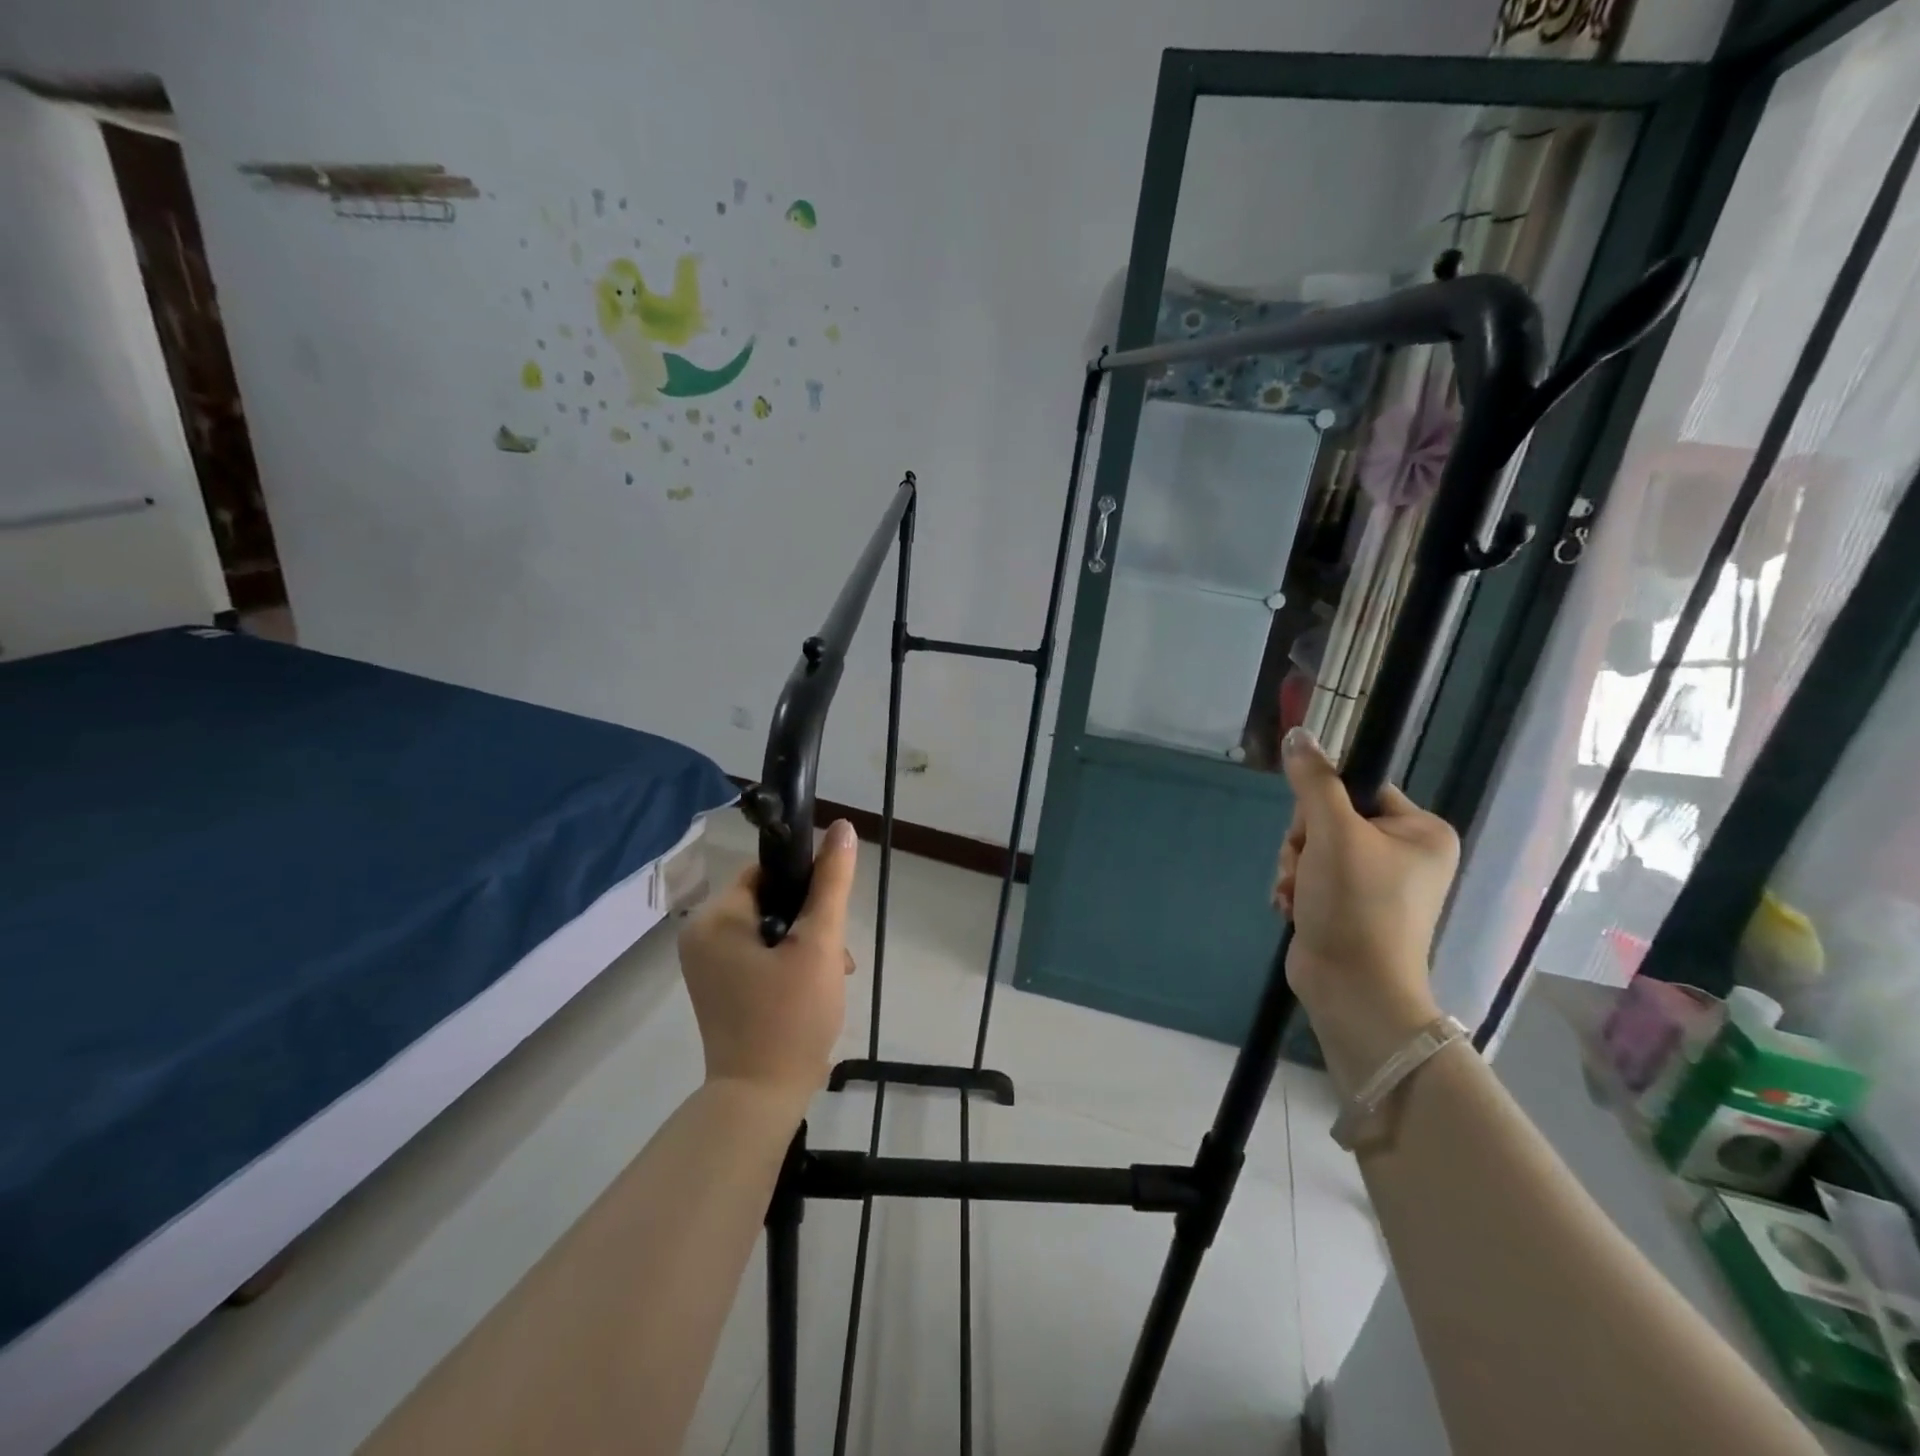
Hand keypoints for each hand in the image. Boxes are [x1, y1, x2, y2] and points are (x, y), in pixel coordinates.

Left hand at [678, 820, 858, 1103]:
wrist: (760, 1099)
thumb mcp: (819, 944)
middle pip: (769, 902)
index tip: (831, 913)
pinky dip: (788, 963)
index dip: (805, 885)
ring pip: (769, 930)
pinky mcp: (719, 989)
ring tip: (833, 974)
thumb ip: (831, 883)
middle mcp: (701, 936)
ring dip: (805, 944)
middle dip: (810, 922)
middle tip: (836, 955)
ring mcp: (707, 966)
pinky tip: (814, 987)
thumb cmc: (790, 1016)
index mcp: (715, 919)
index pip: (766, 873)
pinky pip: (758, 955)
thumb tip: (842, 827)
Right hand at [1274, 727, 1458, 1092]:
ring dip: (1294, 867)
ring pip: (1313, 847)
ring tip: (1298, 893)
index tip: (1314, 829)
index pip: (1359, 788)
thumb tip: (1298, 734)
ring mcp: (1377, 882)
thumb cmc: (1356, 905)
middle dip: (1303, 843)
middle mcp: (1405, 853)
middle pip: (1329, 818)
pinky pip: (1312, 875)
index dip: (1323, 803)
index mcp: (1422, 831)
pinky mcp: (1349, 905)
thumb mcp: (1332, 833)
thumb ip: (1314, 781)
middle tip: (1306, 868)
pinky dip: (1296, 888)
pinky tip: (1294, 907)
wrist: (1352, 988)